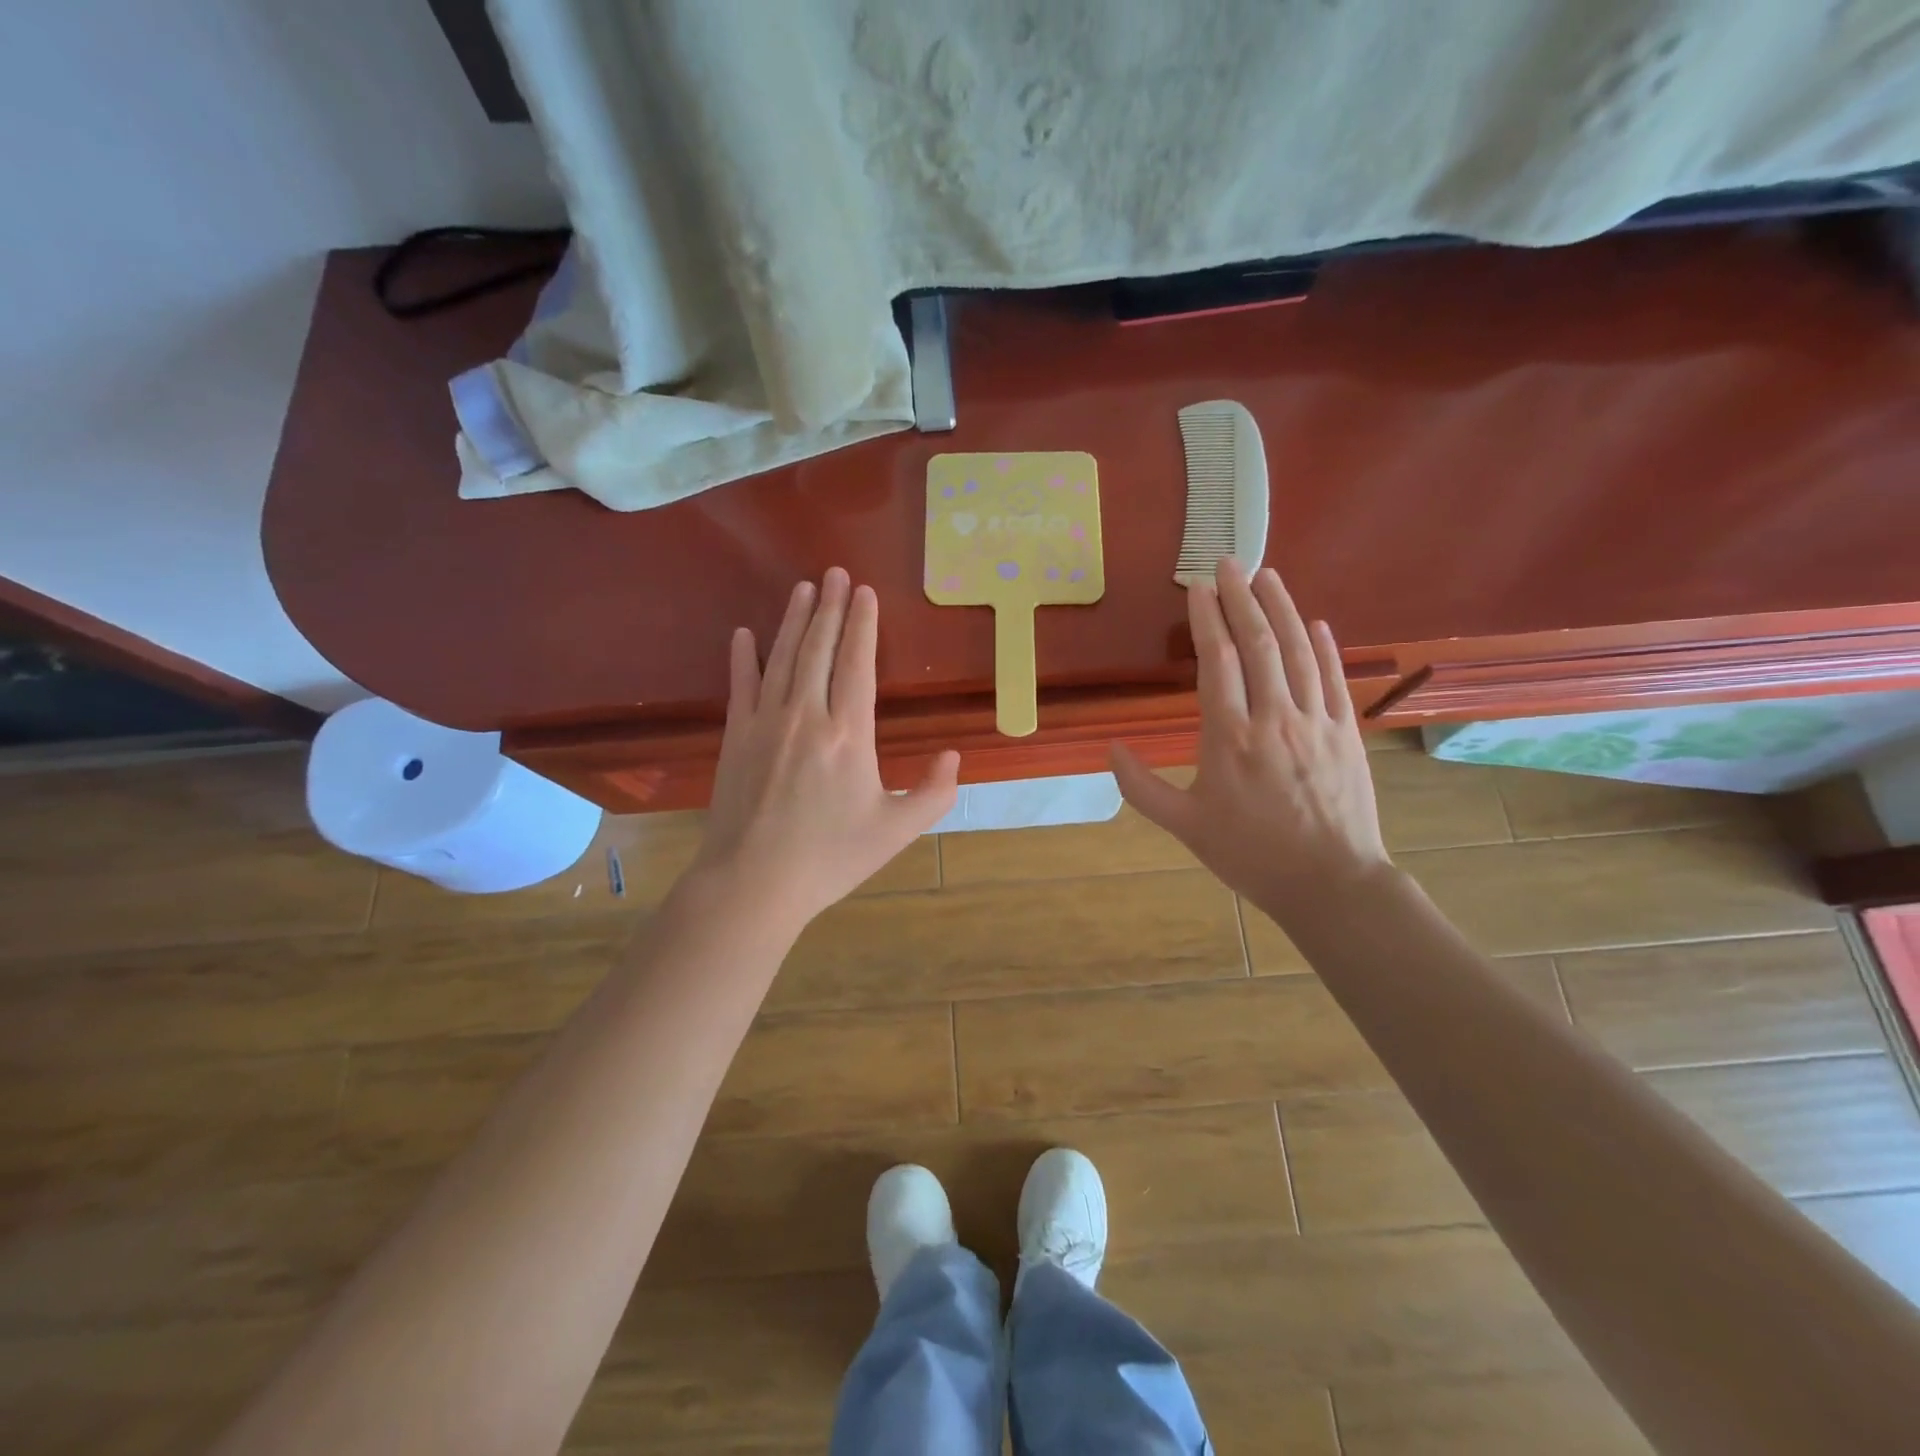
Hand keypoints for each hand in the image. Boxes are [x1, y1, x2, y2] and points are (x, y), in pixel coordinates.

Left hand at [691, 567, 959, 931]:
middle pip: (820, 649)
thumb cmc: (829, 858)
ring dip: (794, 620)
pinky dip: (743, 657)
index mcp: (848, 733)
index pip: (857, 663)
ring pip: (783, 658)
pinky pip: (741, 686)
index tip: (865, 592)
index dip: (863, 625)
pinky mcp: (734, 738)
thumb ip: (933, 793)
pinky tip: (745, 634)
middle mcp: (806, 715)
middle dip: (832, 608)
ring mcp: (765, 723)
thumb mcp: (896, 832)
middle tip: (836, 572)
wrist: (752, 882)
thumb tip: (953, 756)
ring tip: (804, 588)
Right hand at [1111, 560, 1389, 924]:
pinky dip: (1325, 647)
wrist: (1329, 882)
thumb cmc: (1250, 854)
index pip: (1218, 662)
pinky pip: (1335, 679)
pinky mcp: (1347, 733)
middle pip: (1260, 644)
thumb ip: (1142, 788)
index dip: (1208, 619)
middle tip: (1229, 562)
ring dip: (1283, 608)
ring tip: (1268, 576)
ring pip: (1299, 652)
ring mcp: (1317, 721)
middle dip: (1242, 598)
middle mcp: (1274, 717)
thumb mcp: (1185, 826)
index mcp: (1229, 737)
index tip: (1198, 587)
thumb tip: (1111, 750)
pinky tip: (1317, 623)